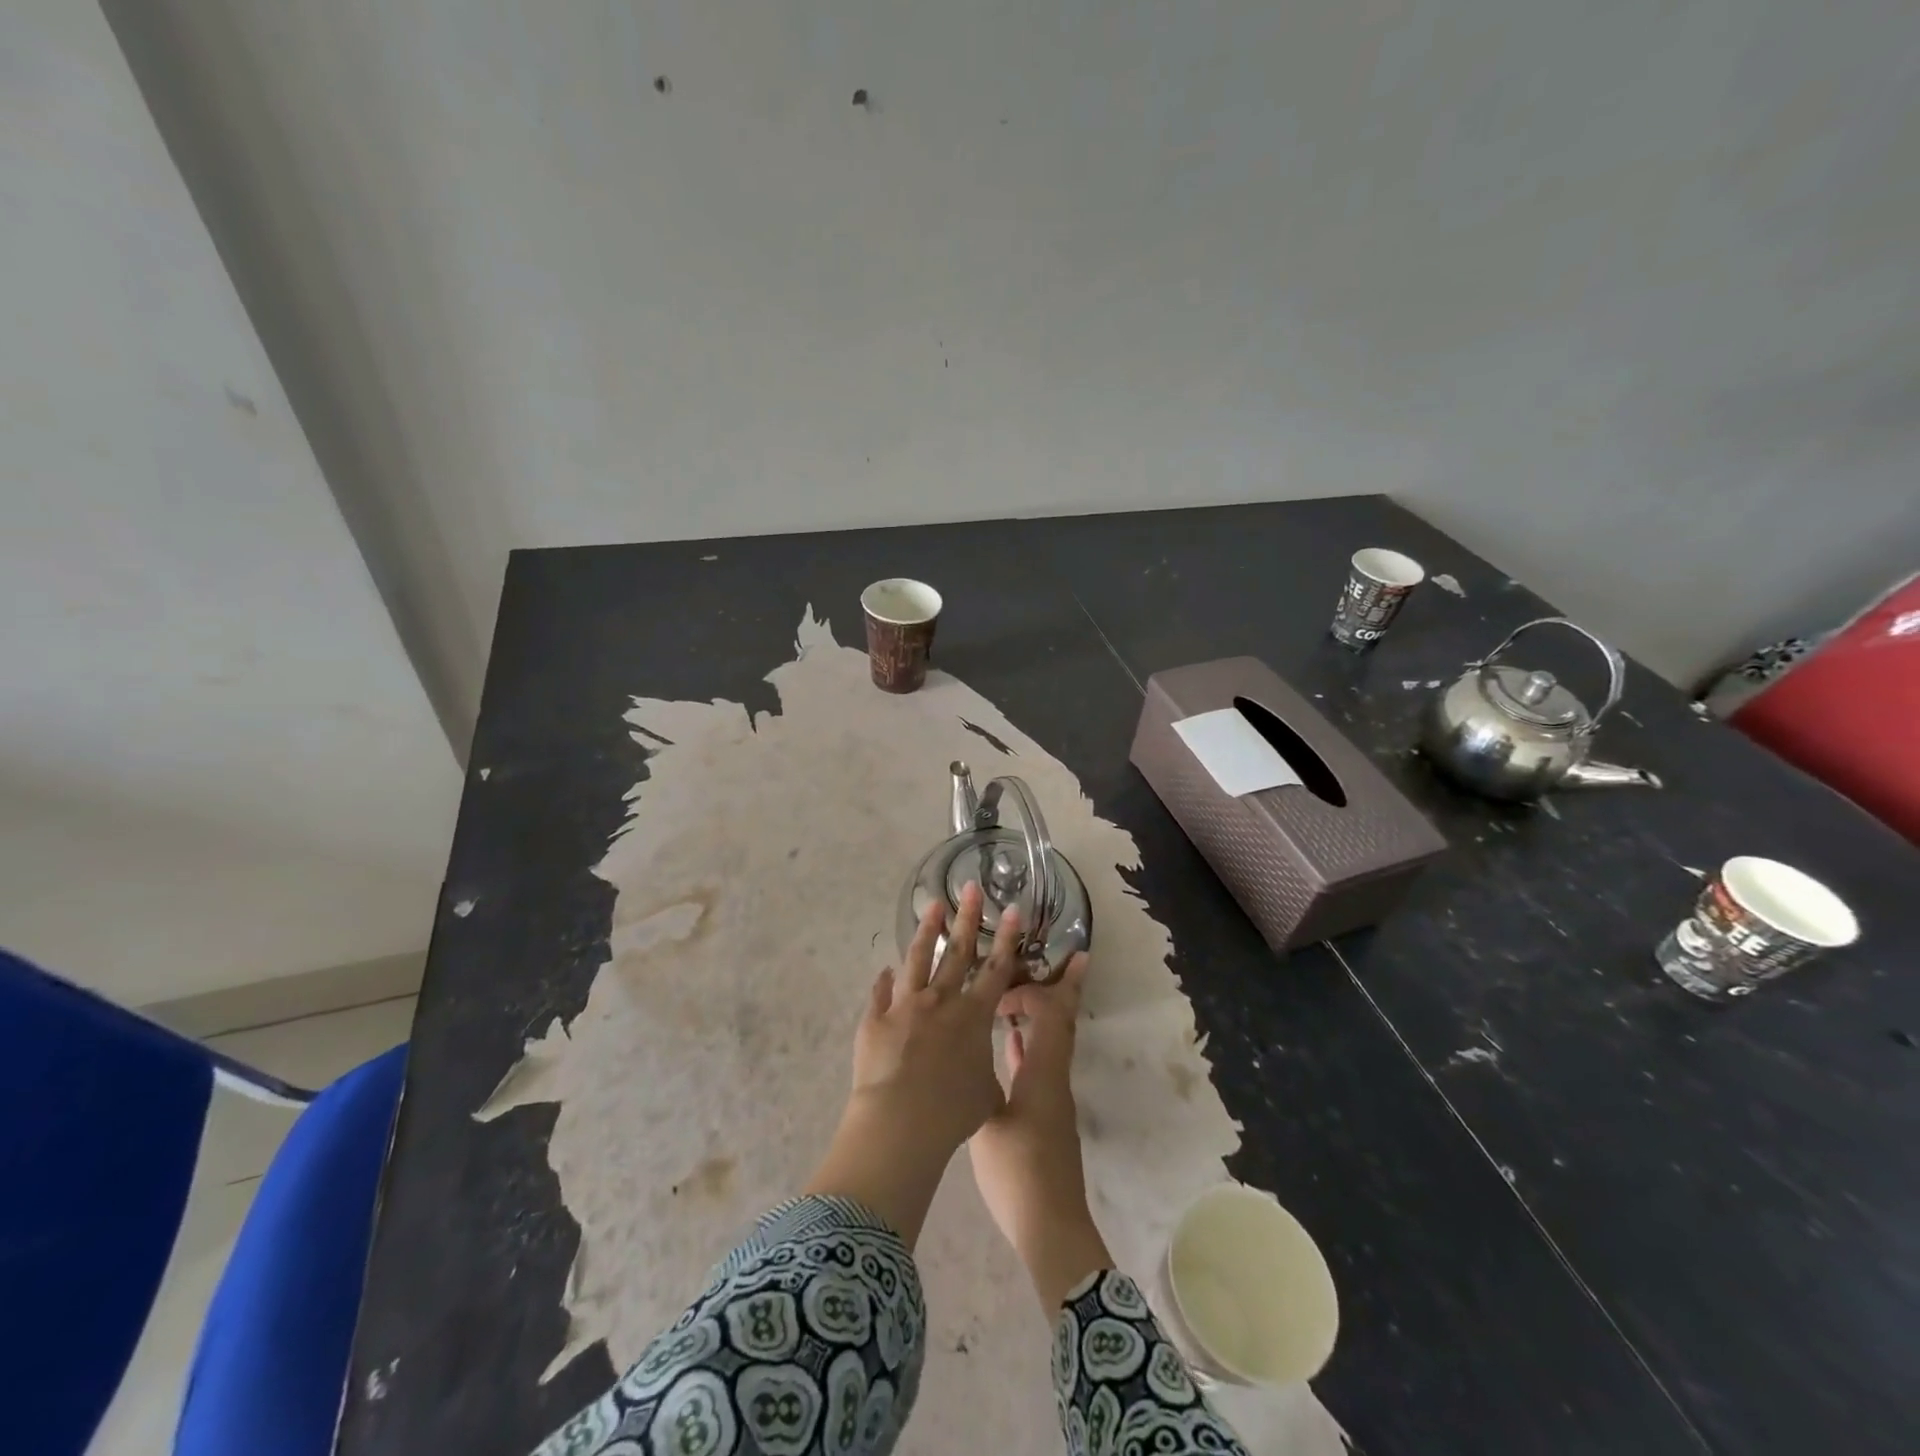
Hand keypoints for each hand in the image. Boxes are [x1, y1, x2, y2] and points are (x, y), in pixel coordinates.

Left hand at [803, 885, 1021, 1244]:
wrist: (901, 1120)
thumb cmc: (952, 1112)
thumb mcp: (985, 1096)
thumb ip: (985, 1074)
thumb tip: (981, 1070)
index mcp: (973, 1016)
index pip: (996, 969)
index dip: (1007, 938)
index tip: (1012, 908)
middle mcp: (941, 1001)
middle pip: (957, 951)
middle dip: (967, 917)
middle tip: (970, 887)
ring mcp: (905, 1005)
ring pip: (918, 959)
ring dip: (926, 931)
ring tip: (932, 906)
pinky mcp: (876, 1019)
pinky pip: (880, 993)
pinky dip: (883, 981)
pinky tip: (884, 970)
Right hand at [968, 952, 1113, 1310]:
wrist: (1050, 1226)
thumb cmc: (1017, 1173)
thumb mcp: (987, 1124)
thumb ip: (977, 1083)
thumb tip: (962, 1051)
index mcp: (1043, 1073)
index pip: (1050, 1014)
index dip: (1034, 990)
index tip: (1006, 982)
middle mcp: (1054, 1077)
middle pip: (1063, 1022)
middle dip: (1063, 987)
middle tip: (1063, 958)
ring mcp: (1052, 1096)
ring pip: (1052, 1042)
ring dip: (1043, 1014)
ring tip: (1020, 991)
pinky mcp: (1045, 1114)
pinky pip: (1041, 1064)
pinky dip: (1029, 1045)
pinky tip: (1009, 1042)